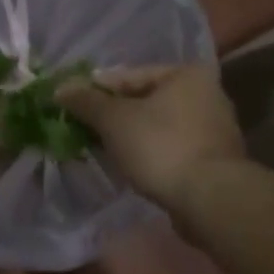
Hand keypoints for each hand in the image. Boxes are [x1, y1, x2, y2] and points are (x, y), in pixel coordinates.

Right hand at [58, 63, 245, 211]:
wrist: (208, 198)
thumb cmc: (160, 147)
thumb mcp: (114, 119)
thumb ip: (86, 101)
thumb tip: (60, 88)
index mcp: (186, 74)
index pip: (128, 76)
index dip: (94, 90)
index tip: (69, 105)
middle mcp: (207, 94)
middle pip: (143, 100)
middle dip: (111, 115)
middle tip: (81, 128)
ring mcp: (213, 128)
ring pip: (156, 125)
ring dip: (128, 135)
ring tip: (100, 148)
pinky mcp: (212, 159)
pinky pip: (169, 147)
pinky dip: (148, 152)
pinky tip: (128, 165)